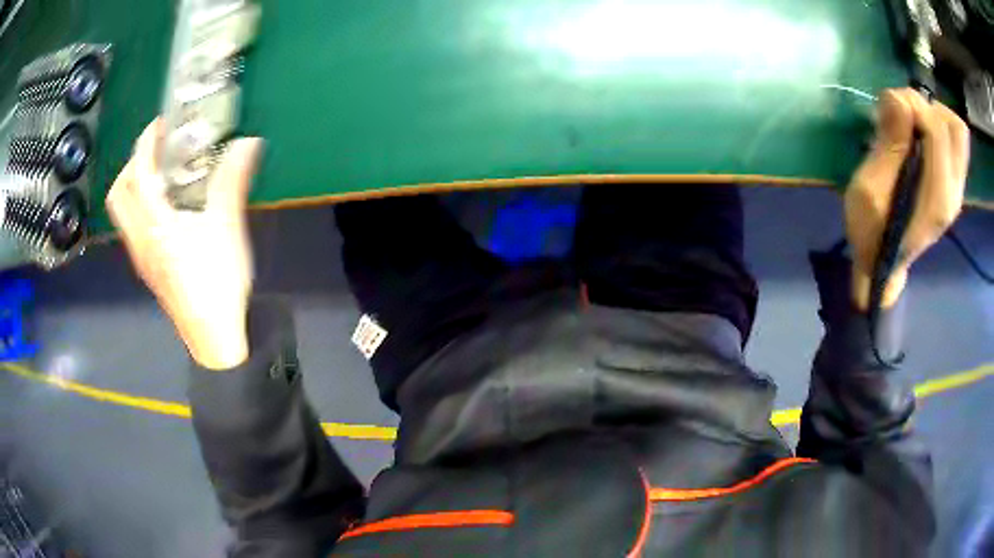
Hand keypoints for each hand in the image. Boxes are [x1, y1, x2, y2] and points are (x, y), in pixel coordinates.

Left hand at [107, 119, 263, 368]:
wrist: (214, 337)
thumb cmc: (216, 282)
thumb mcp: (227, 228)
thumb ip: (232, 181)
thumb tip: (248, 143)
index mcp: (155, 223)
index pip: (139, 171)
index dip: (147, 141)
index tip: (162, 124)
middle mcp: (140, 238)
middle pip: (119, 193)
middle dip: (132, 165)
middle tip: (156, 153)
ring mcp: (141, 256)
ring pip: (123, 213)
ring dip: (134, 186)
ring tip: (161, 177)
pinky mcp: (149, 269)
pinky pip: (133, 228)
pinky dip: (141, 207)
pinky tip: (167, 210)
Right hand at [845, 88, 969, 308]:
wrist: (883, 268)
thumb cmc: (871, 234)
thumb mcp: (869, 191)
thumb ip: (888, 145)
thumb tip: (896, 98)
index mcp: (937, 196)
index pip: (938, 130)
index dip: (914, 105)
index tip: (889, 107)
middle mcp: (954, 191)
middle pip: (955, 128)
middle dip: (928, 108)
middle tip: (905, 115)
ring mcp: (957, 190)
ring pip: (958, 133)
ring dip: (934, 116)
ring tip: (912, 124)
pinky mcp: (953, 185)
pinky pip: (954, 143)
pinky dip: (937, 128)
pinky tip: (918, 137)